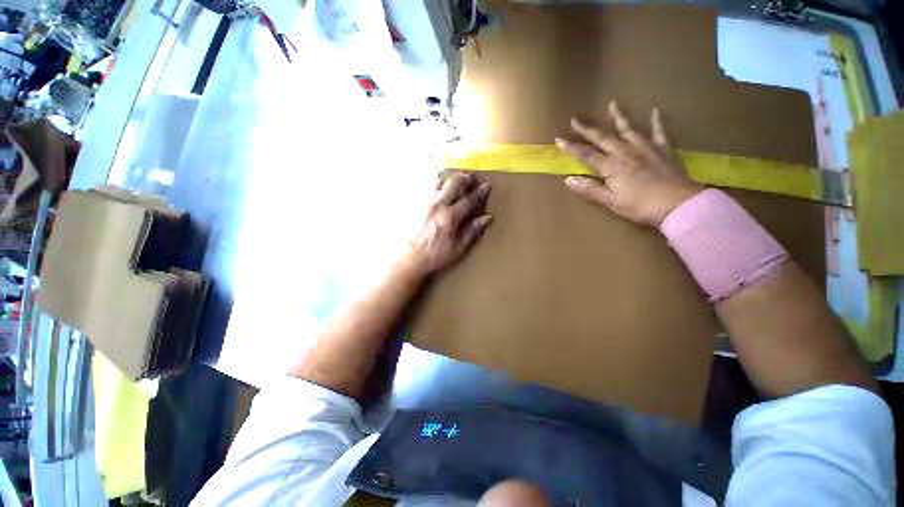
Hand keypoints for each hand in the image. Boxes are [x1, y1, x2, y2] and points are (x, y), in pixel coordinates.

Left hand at [402, 173, 492, 275]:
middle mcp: (437, 205)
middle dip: (463, 179)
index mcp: (450, 216)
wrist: (408, 257)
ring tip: (454, 181)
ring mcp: (424, 202)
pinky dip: (436, 186)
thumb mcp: (457, 248)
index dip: (479, 193)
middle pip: (453, 184)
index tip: (486, 186)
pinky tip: (437, 189)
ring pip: (439, 183)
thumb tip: (487, 218)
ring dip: (449, 181)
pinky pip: (427, 189)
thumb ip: (472, 231)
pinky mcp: (414, 204)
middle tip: (469, 177)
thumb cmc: (435, 255)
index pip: (469, 200)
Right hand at [556, 102, 701, 226]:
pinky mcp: (663, 150)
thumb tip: (568, 180)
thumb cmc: (640, 206)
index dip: (571, 147)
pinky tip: (655, 111)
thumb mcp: (610, 201)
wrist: (677, 204)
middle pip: (603, 138)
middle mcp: (625, 152)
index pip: (586, 154)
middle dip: (587, 129)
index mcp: (611, 167)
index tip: (559, 139)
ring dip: (619, 117)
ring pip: (629, 129)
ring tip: (613, 104)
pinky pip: (659, 132)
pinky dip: (657, 121)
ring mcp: (646, 148)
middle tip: (576, 118)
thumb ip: (589, 189)